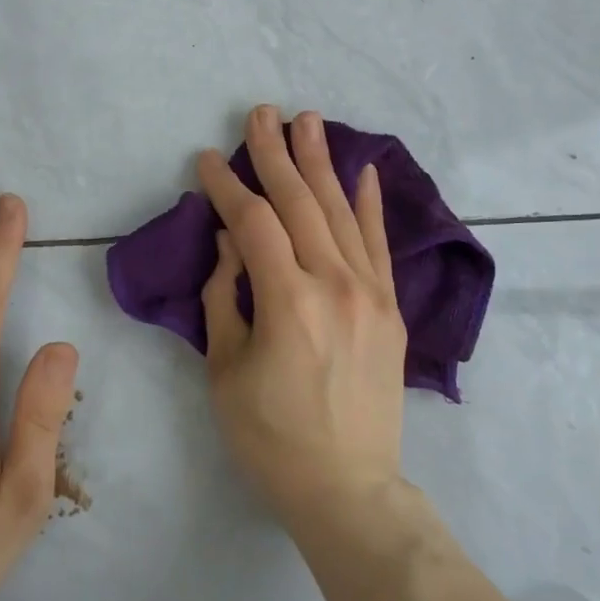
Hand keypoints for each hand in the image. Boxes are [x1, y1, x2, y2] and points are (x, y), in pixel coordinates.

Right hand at [197, 106, 408, 528]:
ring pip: (341, 213)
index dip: (228, 186)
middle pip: (300, 203)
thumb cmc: (271, 438)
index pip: (254, 223)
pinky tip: (364, 171)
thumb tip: (231, 242)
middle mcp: (334, 284)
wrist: (348, 488)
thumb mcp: (226, 370)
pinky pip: (380, 245)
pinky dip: (371, 205)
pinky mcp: (390, 308)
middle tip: (260, 113)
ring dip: (321, 163)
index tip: (209, 158)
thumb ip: (225, 296)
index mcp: (287, 301)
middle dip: (275, 154)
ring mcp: (370, 293)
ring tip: (308, 121)